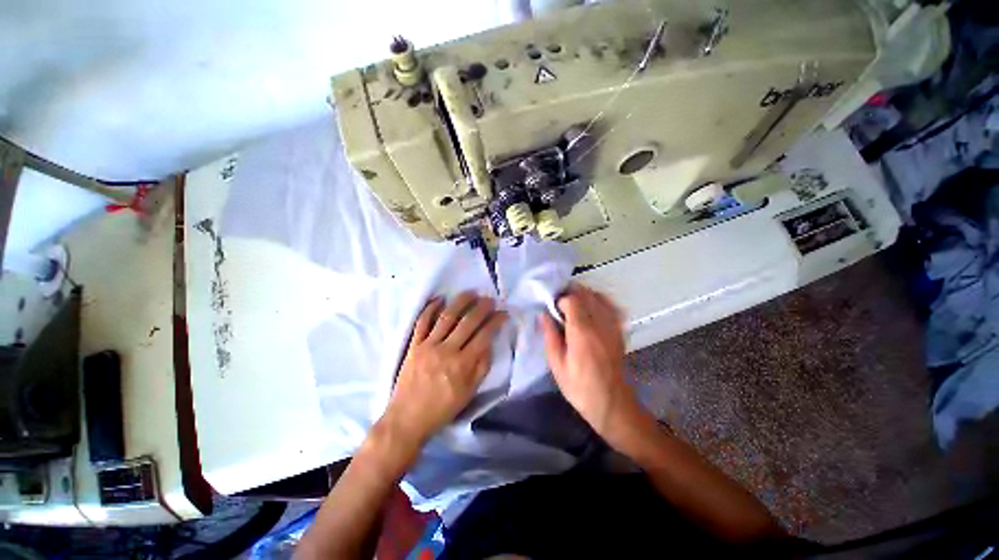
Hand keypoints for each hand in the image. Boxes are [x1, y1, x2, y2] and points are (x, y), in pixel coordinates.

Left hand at [382, 292, 506, 450]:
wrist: (407, 418)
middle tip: (490, 299)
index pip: (484, 335)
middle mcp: (447, 350)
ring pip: (447, 317)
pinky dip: (430, 308)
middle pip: (467, 322)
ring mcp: (428, 345)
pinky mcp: (414, 345)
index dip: (496, 321)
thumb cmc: (443, 408)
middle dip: (482, 307)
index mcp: (463, 364)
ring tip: (471, 293)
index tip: (503, 313)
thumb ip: (482, 367)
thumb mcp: (469, 392)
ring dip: (460, 301)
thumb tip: (489, 343)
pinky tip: (440, 299)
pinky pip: (422, 322)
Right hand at [540, 283, 636, 437]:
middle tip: (559, 305)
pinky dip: (598, 301)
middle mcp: (600, 324)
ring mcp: (613, 326)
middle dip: (570, 293)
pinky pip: (610, 305)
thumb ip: (550, 335)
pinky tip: (590, 310)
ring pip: (599, 296)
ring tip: (573, 306)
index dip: (560, 299)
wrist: (612, 403)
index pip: (572, 299)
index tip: (552, 309)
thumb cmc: (579, 387)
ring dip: (584, 295)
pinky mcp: (619, 330)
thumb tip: (543, 314)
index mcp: (582, 332)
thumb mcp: (556, 365)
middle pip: (586, 294)